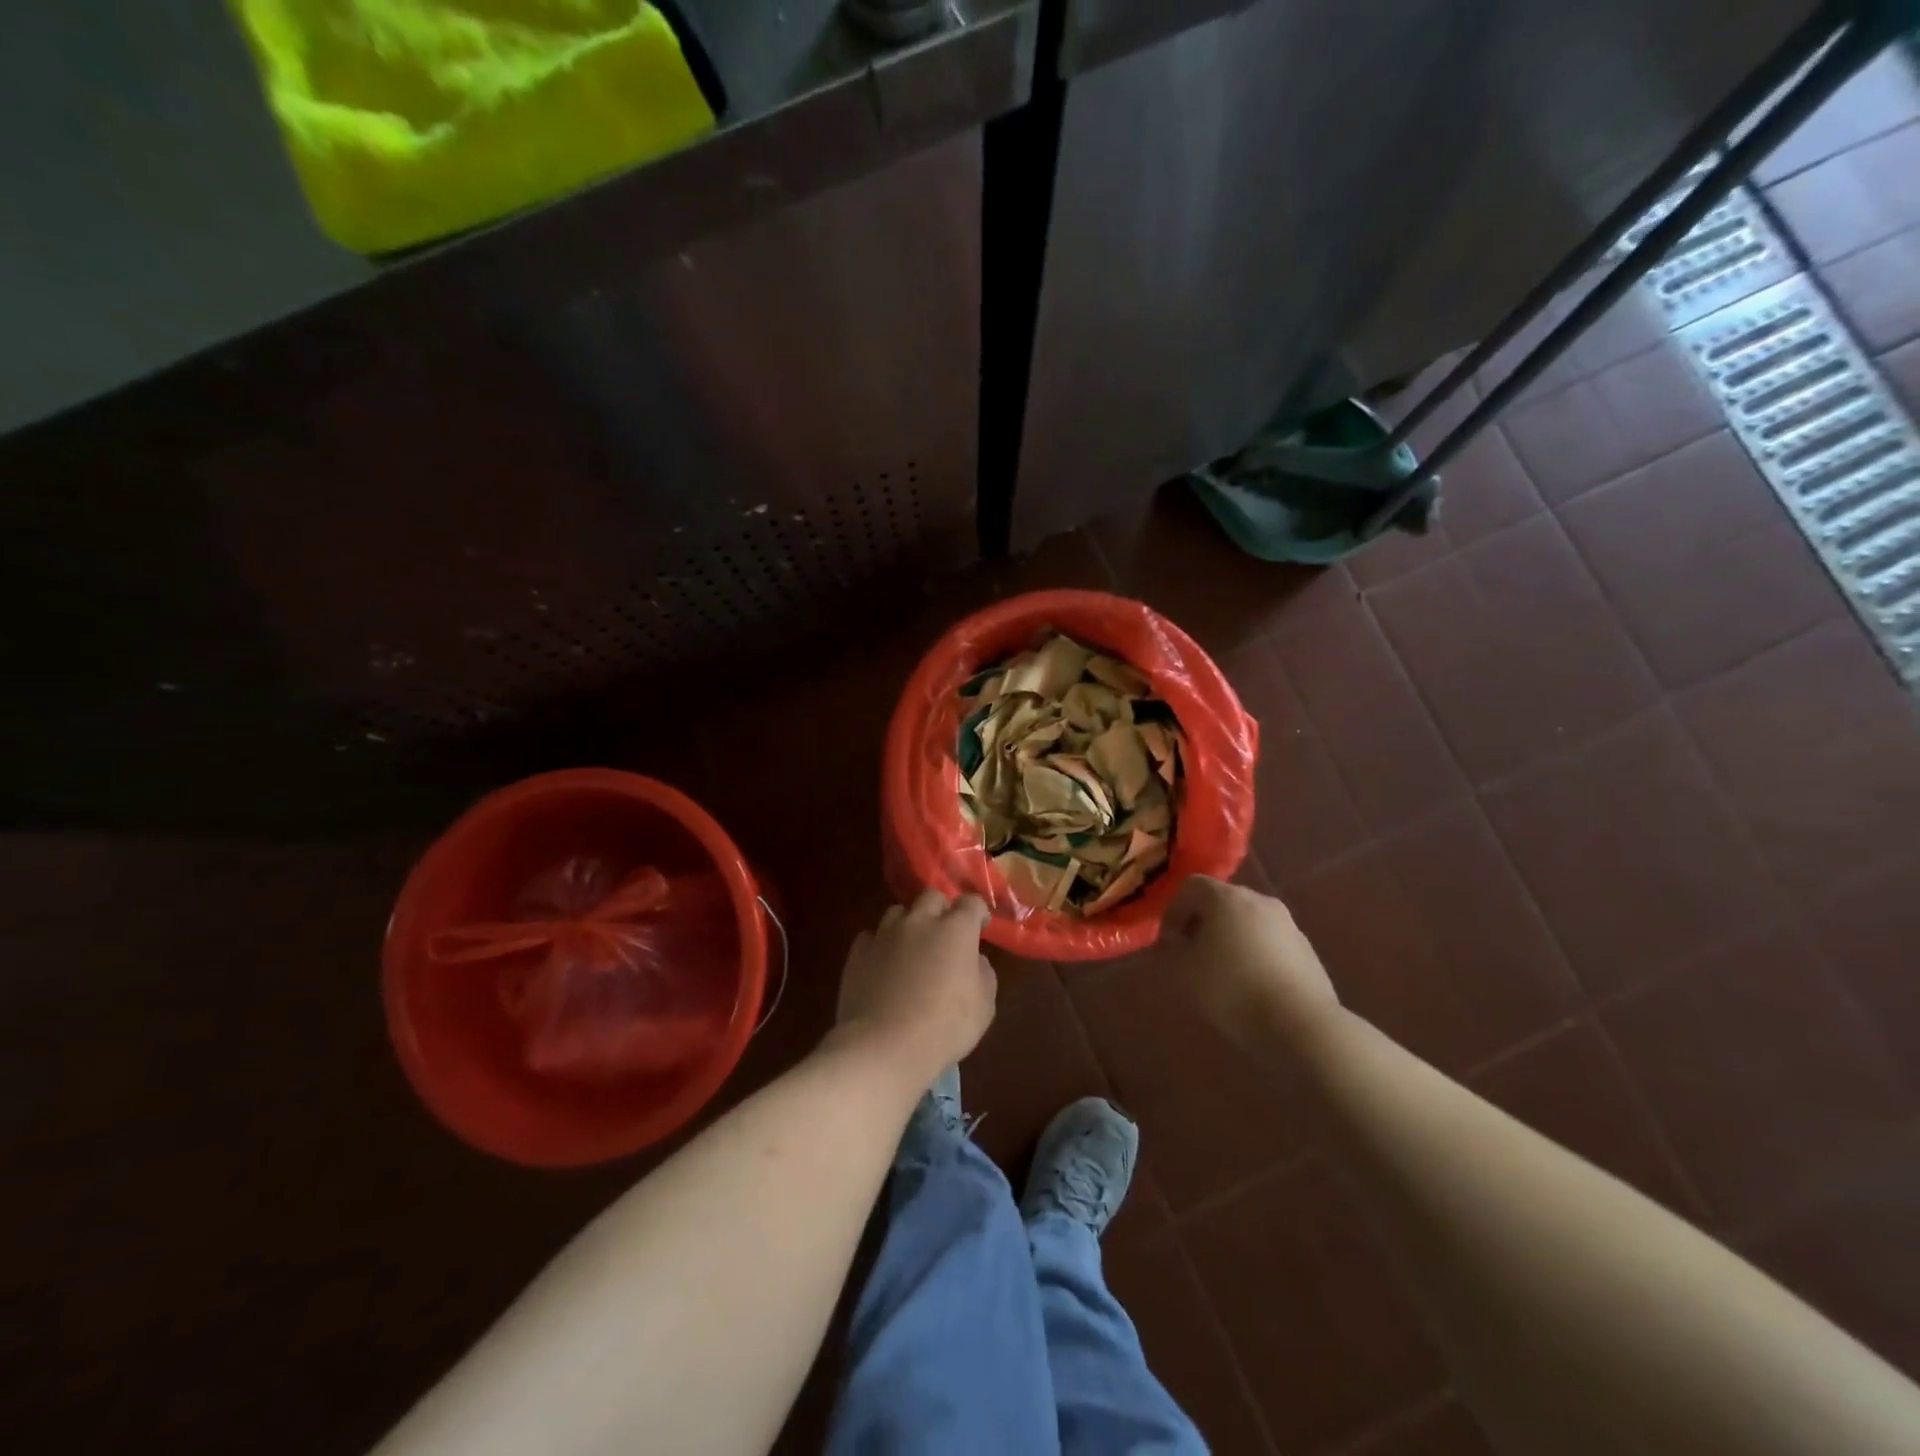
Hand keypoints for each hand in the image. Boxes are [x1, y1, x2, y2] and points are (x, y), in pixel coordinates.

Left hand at [833, 891, 997, 1088]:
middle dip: (941, 909)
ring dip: (909, 923)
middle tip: (944, 934)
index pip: (971, 902)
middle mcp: (920, 921)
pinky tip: (883, 965)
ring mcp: (885, 933)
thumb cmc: (944, 1028)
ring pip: (898, 912)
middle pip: (932, 896)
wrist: (883, 1047)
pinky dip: (881, 944)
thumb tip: (975, 960)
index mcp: (955, 930)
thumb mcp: (984, 1007)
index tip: (979, 927)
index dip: (977, 912)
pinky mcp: (859, 951)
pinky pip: (872, 936)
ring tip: (911, 948)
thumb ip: (984, 974)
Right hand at [1160, 876, 1339, 1050]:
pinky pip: (1270, 942)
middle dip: (1203, 923)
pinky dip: (1255, 954)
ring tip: (1222, 973)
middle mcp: (1259, 901)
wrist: (1301, 1024)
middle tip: (1192, 955)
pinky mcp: (1306, 949)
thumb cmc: (1232, 989)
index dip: (1173, 910)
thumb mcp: (1183, 972)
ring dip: (1230, 939)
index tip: (1168, 941)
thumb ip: (1170, 950)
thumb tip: (1173, 941)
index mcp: (1226, 898)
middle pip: (1221, 900)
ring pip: (1248, 921)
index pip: (1191, 886)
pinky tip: (1251, 985)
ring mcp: (1288, 924)